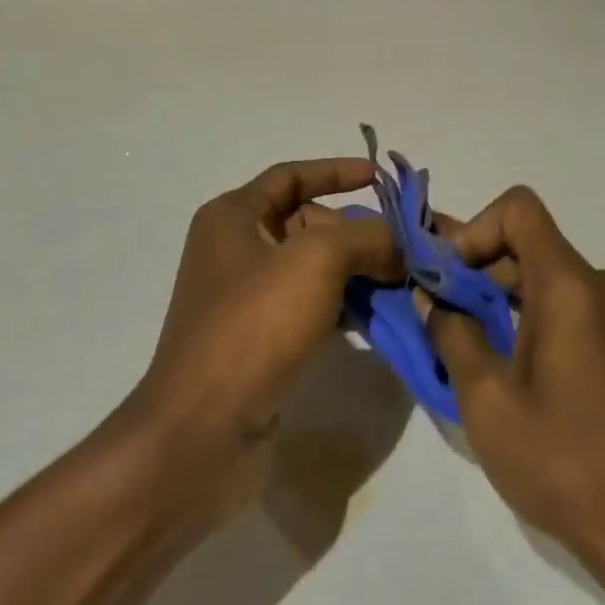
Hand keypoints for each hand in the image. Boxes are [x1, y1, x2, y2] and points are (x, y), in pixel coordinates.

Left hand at [125, 159, 400, 520]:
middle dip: (356, 231)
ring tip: (401, 282)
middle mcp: (234, 249)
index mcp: (233, 216)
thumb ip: (367, 237)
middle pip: (307, 223)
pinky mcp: (258, 340)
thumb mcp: (317, 260)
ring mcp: (245, 298)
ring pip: (312, 268)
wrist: (201, 433)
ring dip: (356, 271)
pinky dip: (342, 306)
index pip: (291, 176)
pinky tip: (376, 318)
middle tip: (403, 247)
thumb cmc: (255, 324)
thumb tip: (401, 242)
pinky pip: (309, 307)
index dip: (336, 171)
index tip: (380, 178)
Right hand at [427, 188, 604, 603]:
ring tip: (463, 341)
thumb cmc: (563, 462)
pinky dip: (527, 314)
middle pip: (528, 241)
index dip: (475, 229)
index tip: (448, 277)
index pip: (519, 208)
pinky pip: (565, 302)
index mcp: (569, 285)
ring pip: (544, 274)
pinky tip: (505, 364)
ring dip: (499, 294)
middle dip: (477, 266)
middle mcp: (598, 284)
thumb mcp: (487, 401)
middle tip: (438, 310)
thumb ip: (450, 334)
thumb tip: (429, 296)